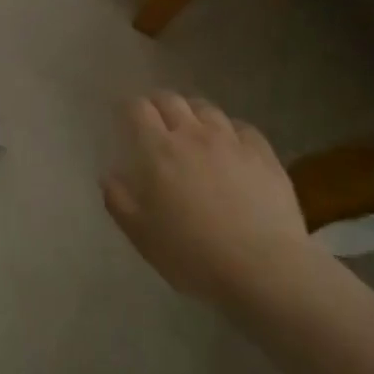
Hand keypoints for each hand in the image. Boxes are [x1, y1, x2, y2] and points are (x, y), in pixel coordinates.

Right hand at [101, 93, 315, 308]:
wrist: (265, 273)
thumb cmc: (193, 256)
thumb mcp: (142, 235)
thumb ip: (119, 200)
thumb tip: (108, 176)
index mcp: (158, 150)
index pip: (138, 108)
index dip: (129, 108)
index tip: (125, 118)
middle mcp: (193, 135)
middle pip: (171, 100)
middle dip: (158, 103)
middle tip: (155, 119)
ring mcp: (231, 142)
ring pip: (206, 109)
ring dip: (192, 112)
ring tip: (191, 128)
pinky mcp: (264, 155)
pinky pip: (242, 127)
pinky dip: (229, 130)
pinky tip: (230, 145)